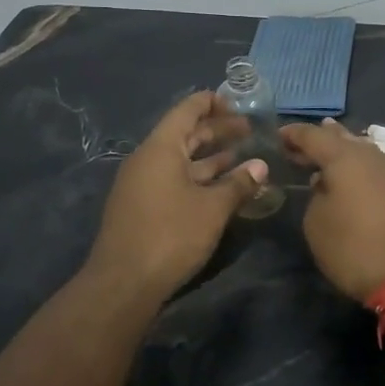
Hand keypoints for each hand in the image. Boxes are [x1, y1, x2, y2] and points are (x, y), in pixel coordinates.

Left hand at [86, 92, 267, 298]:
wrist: (124, 283)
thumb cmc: (171, 235)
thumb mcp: (212, 208)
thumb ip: (238, 184)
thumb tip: (260, 166)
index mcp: (161, 148)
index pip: (186, 110)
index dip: (212, 102)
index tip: (238, 104)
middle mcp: (148, 160)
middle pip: (185, 135)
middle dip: (217, 131)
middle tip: (249, 131)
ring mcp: (142, 185)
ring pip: (181, 161)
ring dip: (211, 157)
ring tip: (243, 157)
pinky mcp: (143, 207)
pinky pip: (174, 181)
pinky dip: (199, 178)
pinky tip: (222, 188)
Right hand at [280, 119, 384, 300]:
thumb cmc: (357, 249)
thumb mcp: (317, 226)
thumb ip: (316, 197)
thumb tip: (326, 186)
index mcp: (345, 158)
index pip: (314, 136)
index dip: (295, 134)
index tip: (280, 135)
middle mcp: (374, 156)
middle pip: (344, 139)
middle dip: (322, 139)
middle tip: (302, 145)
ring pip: (366, 152)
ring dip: (346, 153)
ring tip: (331, 156)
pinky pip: (380, 170)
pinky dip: (364, 170)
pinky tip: (358, 179)